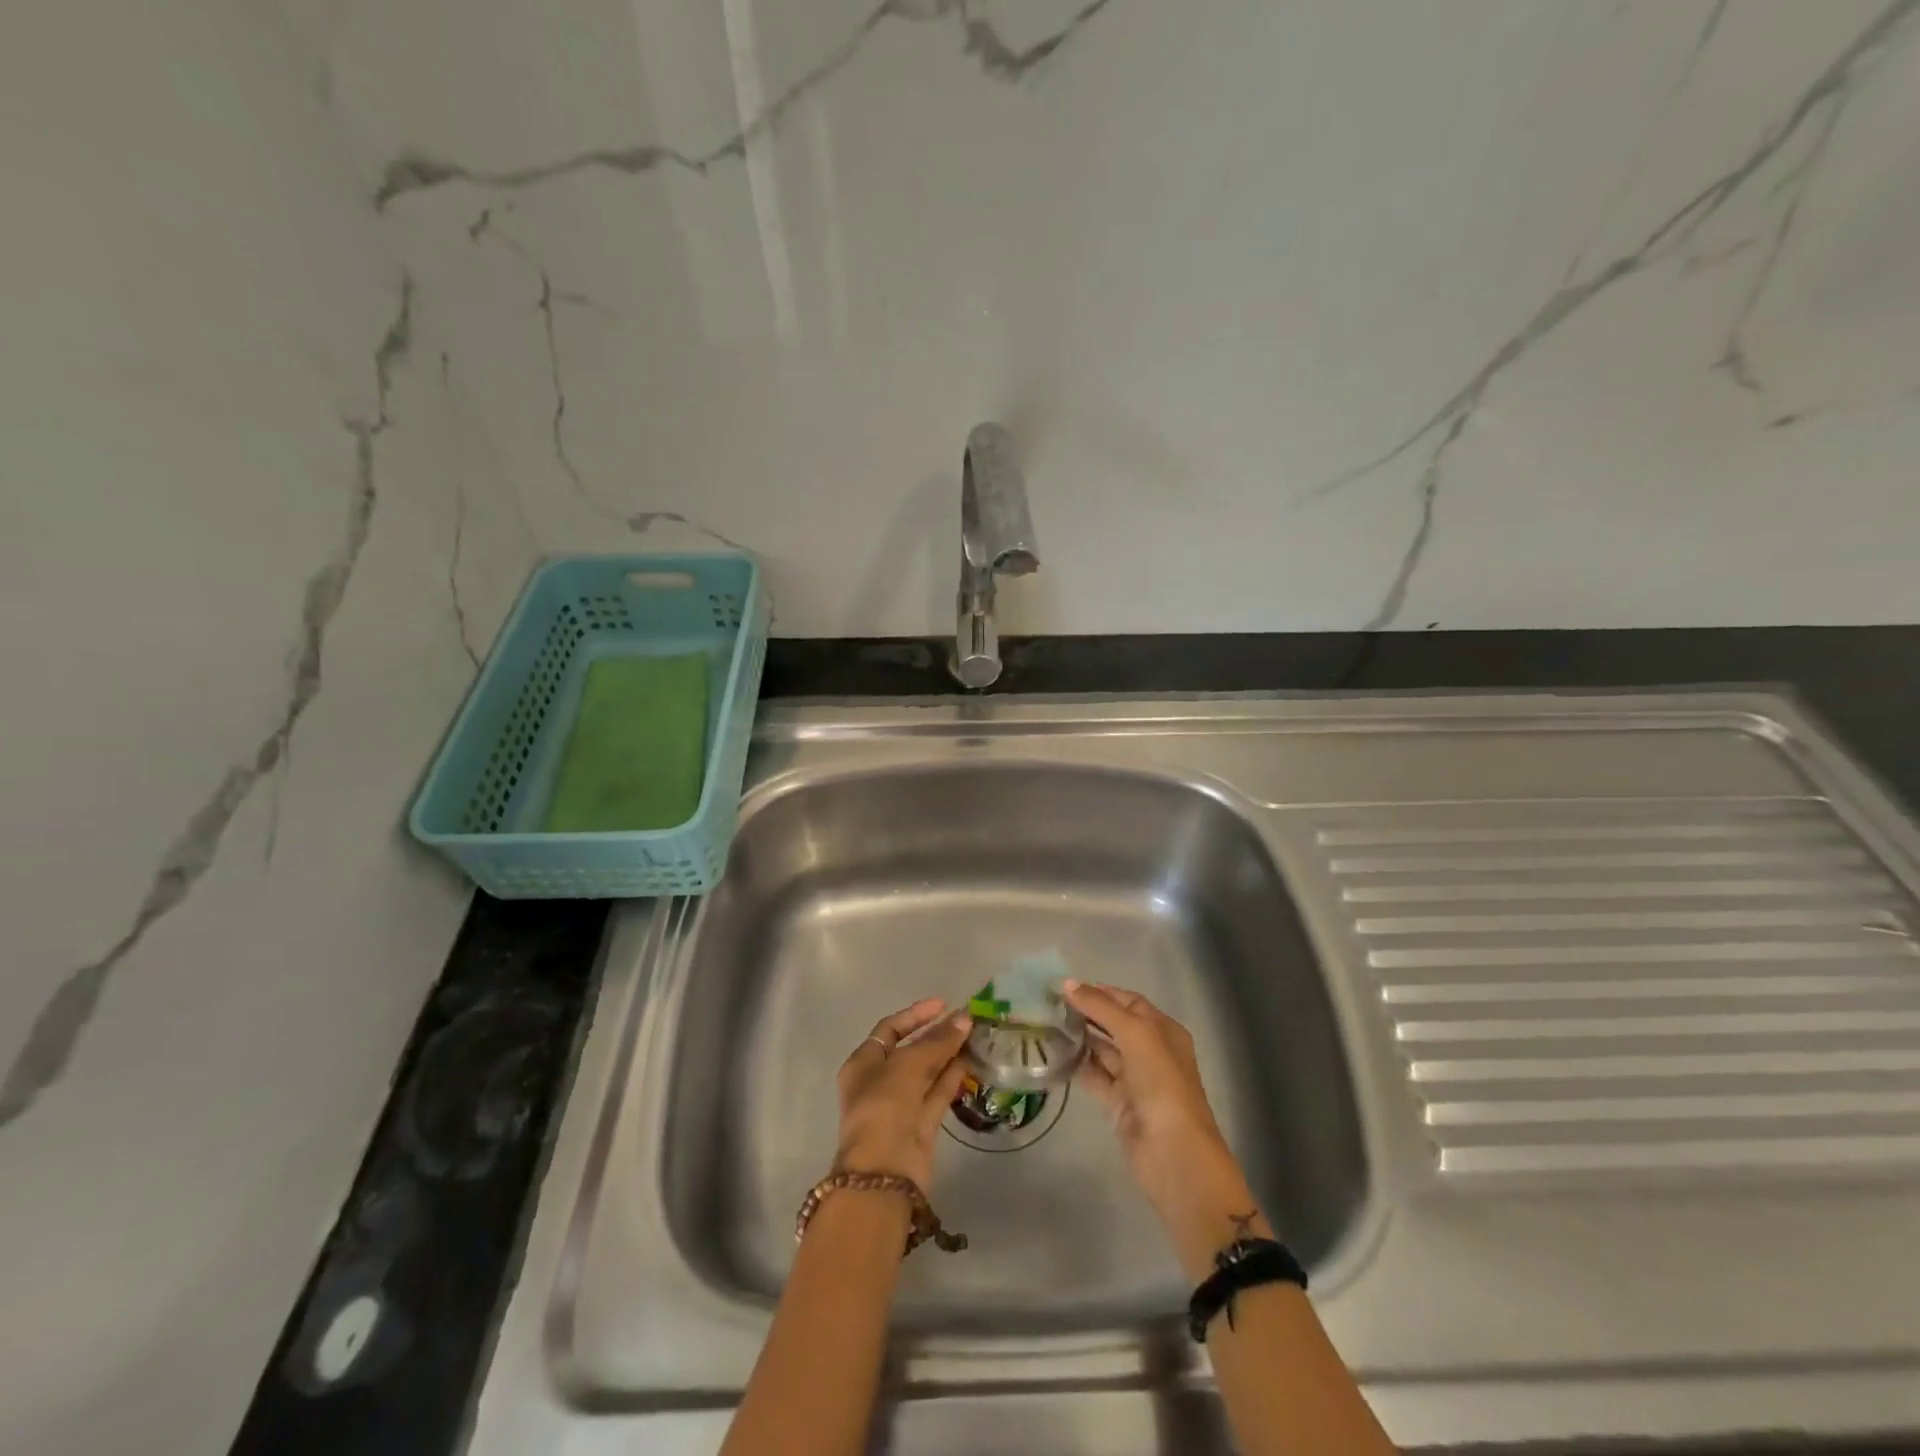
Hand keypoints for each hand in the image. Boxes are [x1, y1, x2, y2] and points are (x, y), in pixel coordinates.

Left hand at [835, 998, 973, 1189]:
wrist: (884, 1171)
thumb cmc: (885, 1106)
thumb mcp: (909, 1065)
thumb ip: (938, 1041)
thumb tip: (964, 1019)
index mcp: (863, 1063)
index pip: (890, 1029)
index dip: (916, 1015)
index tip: (943, 1003)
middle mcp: (879, 1082)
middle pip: (910, 1050)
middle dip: (936, 1035)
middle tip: (966, 1021)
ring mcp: (900, 1105)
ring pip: (927, 1072)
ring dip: (948, 1055)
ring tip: (975, 1037)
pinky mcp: (920, 1125)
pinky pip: (937, 1094)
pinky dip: (952, 1078)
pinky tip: (971, 1062)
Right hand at [1065, 980, 1269, 1277]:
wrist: (1172, 1152)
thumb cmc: (1161, 1082)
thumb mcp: (1135, 1034)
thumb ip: (1100, 1007)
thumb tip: (1067, 983)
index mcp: (1163, 1030)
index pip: (1129, 1001)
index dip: (1100, 992)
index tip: (1066, 987)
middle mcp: (1150, 1051)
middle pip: (1114, 1024)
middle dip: (1086, 1013)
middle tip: (1049, 1003)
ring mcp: (1134, 1079)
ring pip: (1102, 1050)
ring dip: (1078, 1037)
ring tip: (1045, 1023)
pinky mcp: (1118, 1103)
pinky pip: (1093, 1076)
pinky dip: (1076, 1065)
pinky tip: (1052, 1053)